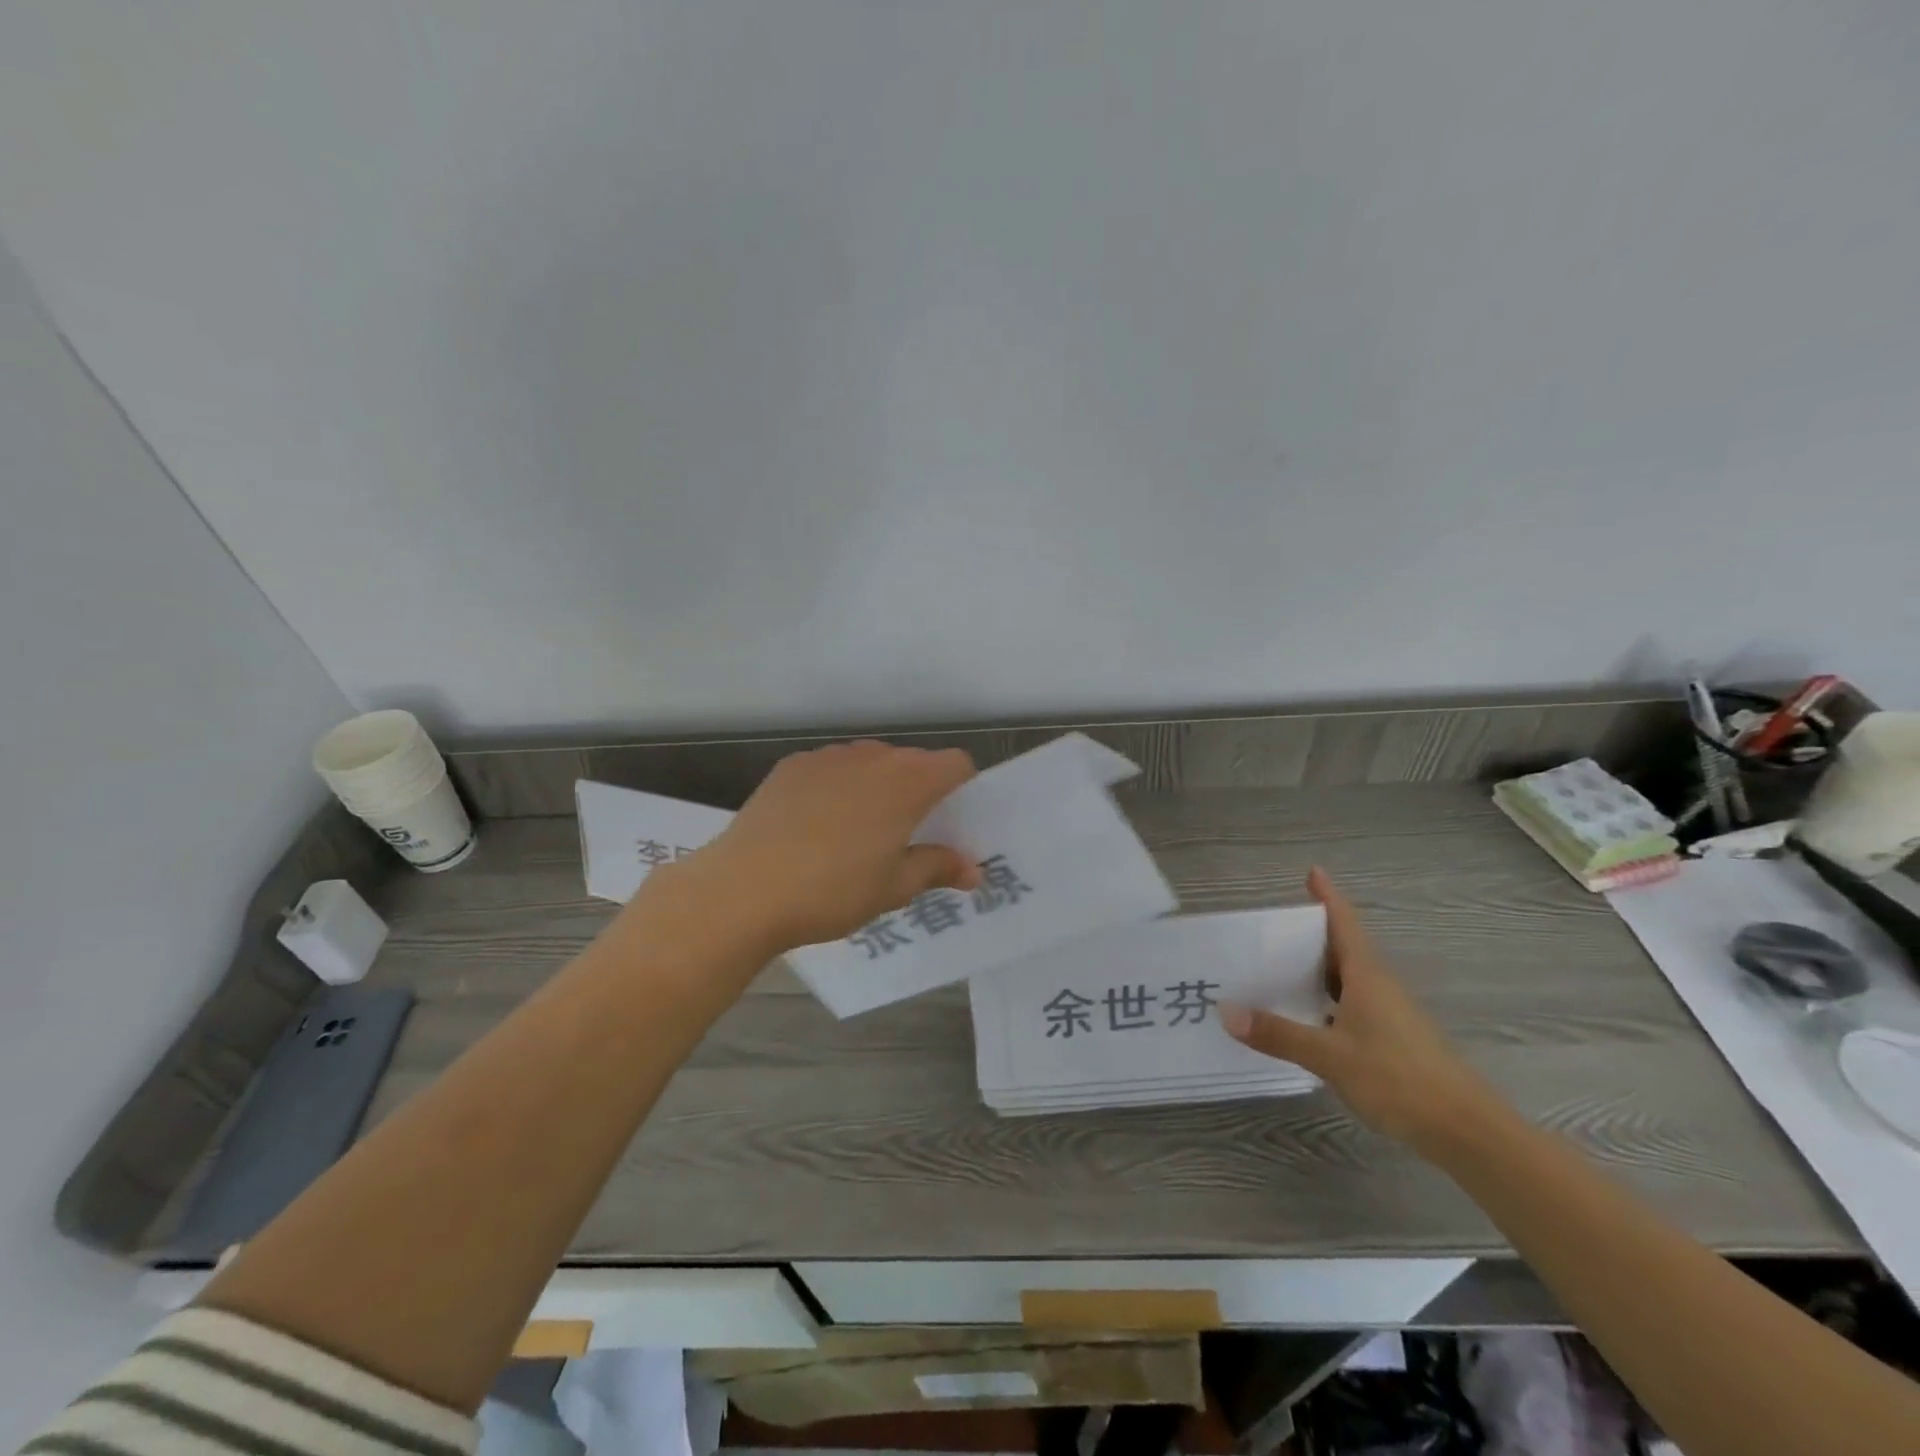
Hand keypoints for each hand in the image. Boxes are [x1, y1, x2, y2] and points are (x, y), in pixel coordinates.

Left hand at [656, 740, 980, 953]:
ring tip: (857, 834)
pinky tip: (816, 827)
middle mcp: (872, 756)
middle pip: (912, 761)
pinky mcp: (791, 766)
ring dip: (877, 788)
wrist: (743, 889)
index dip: (962, 789)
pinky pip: (831, 769)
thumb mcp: (893, 888)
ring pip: (870, 763)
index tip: (950, 823)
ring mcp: (827, 757)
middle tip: (906, 837)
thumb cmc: (832, 891)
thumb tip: (973, 871)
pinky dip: (838, 788)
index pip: (956, 764)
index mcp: (907, 781)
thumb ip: (937, 868)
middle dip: (919, 791)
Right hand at [1220, 867, 1496, 1149]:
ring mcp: (1389, 1013)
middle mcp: (1379, 986)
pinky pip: (1351, 1003)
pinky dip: (1326, 998)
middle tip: (1274, 925)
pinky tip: (1307, 1014)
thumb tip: (1227, 1011)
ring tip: (1279, 965)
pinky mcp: (1393, 1038)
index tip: (1313, 871)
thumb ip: (1279, 1034)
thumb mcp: (1330, 1056)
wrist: (1466, 1130)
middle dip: (1312, 932)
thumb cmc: (1398, 1078)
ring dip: (1317, 967)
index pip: (1344, 923)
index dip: (1328, 897)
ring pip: (1347, 977)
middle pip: (1343, 947)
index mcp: (1367, 976)